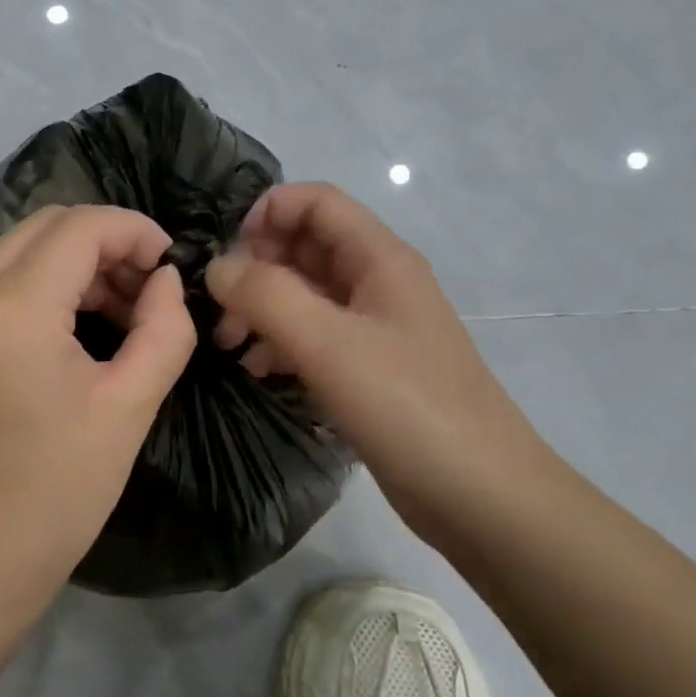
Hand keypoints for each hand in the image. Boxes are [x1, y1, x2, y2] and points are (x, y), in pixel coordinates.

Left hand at [0, 204, 198, 613]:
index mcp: (11, 308)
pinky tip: (69, 325)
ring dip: (72, 262)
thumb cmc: (59, 491)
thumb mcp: (130, 407)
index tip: (171, 261)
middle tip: (148, 289)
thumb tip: (165, 280)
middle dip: (105, 243)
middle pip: (45, 227)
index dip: (134, 231)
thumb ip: (164, 329)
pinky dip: (38, 284)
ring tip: (117, 310)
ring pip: (17, 250)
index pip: (80, 227)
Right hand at [205, 183, 556, 542]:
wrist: (479, 494)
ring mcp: (374, 328)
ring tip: (230, 345)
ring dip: (262, 308)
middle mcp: (377, 283)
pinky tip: (258, 370)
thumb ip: (266, 296)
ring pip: (305, 293)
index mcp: (379, 259)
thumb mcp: (328, 344)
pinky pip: (314, 336)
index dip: (266, 213)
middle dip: (256, 267)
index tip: (225, 257)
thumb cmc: (407, 406)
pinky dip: (280, 343)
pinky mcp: (368, 369)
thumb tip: (216, 267)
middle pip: (306, 246)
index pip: (316, 202)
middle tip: (220, 309)